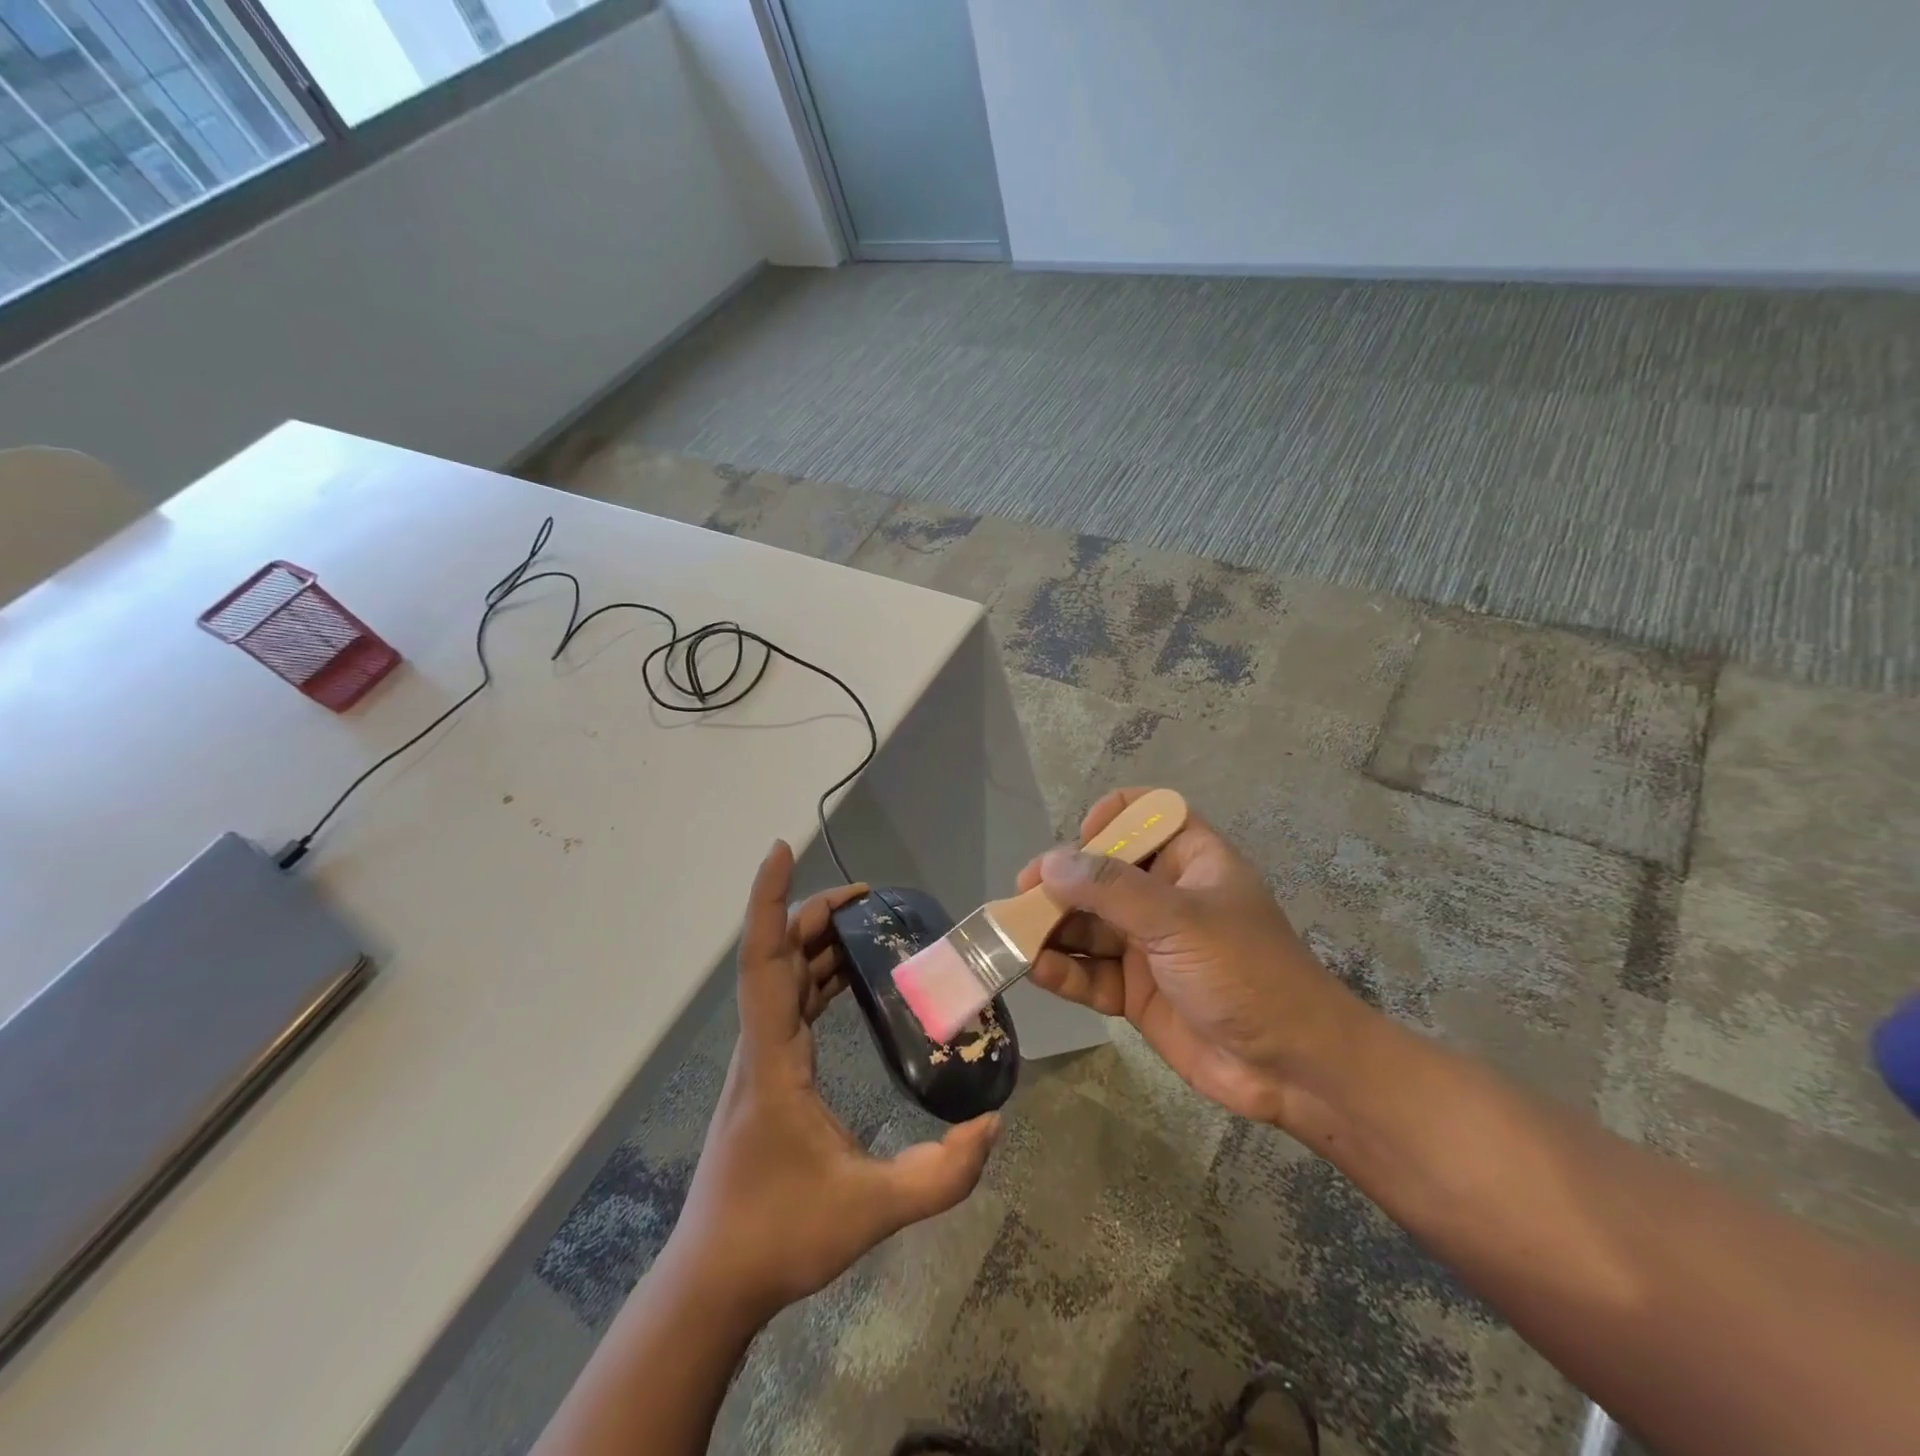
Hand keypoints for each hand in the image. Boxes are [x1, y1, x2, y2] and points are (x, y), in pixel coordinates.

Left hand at [667, 841, 1001, 1321]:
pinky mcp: (766, 1074)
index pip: (765, 961)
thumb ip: (939, 1176)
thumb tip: (993, 1124)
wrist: (714, 1281)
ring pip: (783, 978)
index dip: (768, 901)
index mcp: (772, 1059)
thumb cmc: (778, 1236)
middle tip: (871, 899)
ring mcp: (759, 1059)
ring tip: (868, 927)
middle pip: (779, 956)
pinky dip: (818, 977)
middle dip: (816, 915)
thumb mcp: (869, 1211)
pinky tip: (849, 981)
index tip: (779, 850)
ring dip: (818, 944)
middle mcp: (759, 1045)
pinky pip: (790, 1003)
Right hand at [1018, 788, 1365, 1125]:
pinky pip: (1091, 973)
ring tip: (1015, 938)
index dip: (1110, 818)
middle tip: (1022, 899)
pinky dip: (1064, 972)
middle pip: (1102, 874)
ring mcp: (1149, 944)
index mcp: (1189, 860)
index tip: (1080, 842)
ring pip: (1089, 926)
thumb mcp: (1180, 920)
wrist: (1293, 1069)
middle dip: (1062, 885)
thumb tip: (1050, 863)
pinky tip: (1037, 971)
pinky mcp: (1137, 991)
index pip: (1145, 815)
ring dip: (1054, 930)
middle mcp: (1165, 896)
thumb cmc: (1247, 972)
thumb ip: (1112, 890)